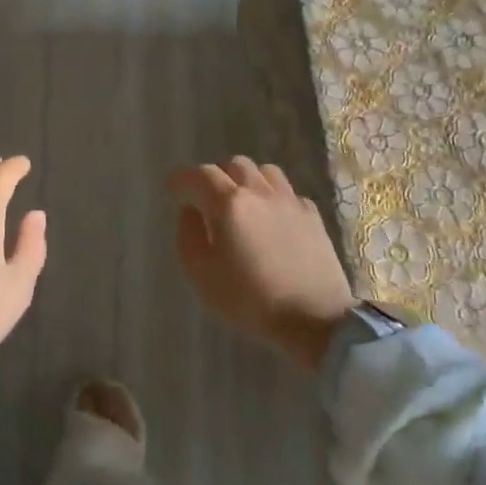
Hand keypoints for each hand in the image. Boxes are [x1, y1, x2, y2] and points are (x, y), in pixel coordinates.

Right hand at [167, 157, 354, 370]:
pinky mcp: (312, 217)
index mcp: (229, 204)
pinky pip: (288, 192)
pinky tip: (271, 217)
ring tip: (241, 201)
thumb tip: (190, 211)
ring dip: (247, 179)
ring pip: (265, 171)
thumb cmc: (250, 301)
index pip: (200, 175)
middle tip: (206, 197)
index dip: (181, 179)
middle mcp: (259, 192)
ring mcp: (290, 202)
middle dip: (215, 175)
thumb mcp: (201, 274)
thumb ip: (188, 235)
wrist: (314, 320)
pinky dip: (273, 197)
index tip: (171, 189)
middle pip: (234, 164)